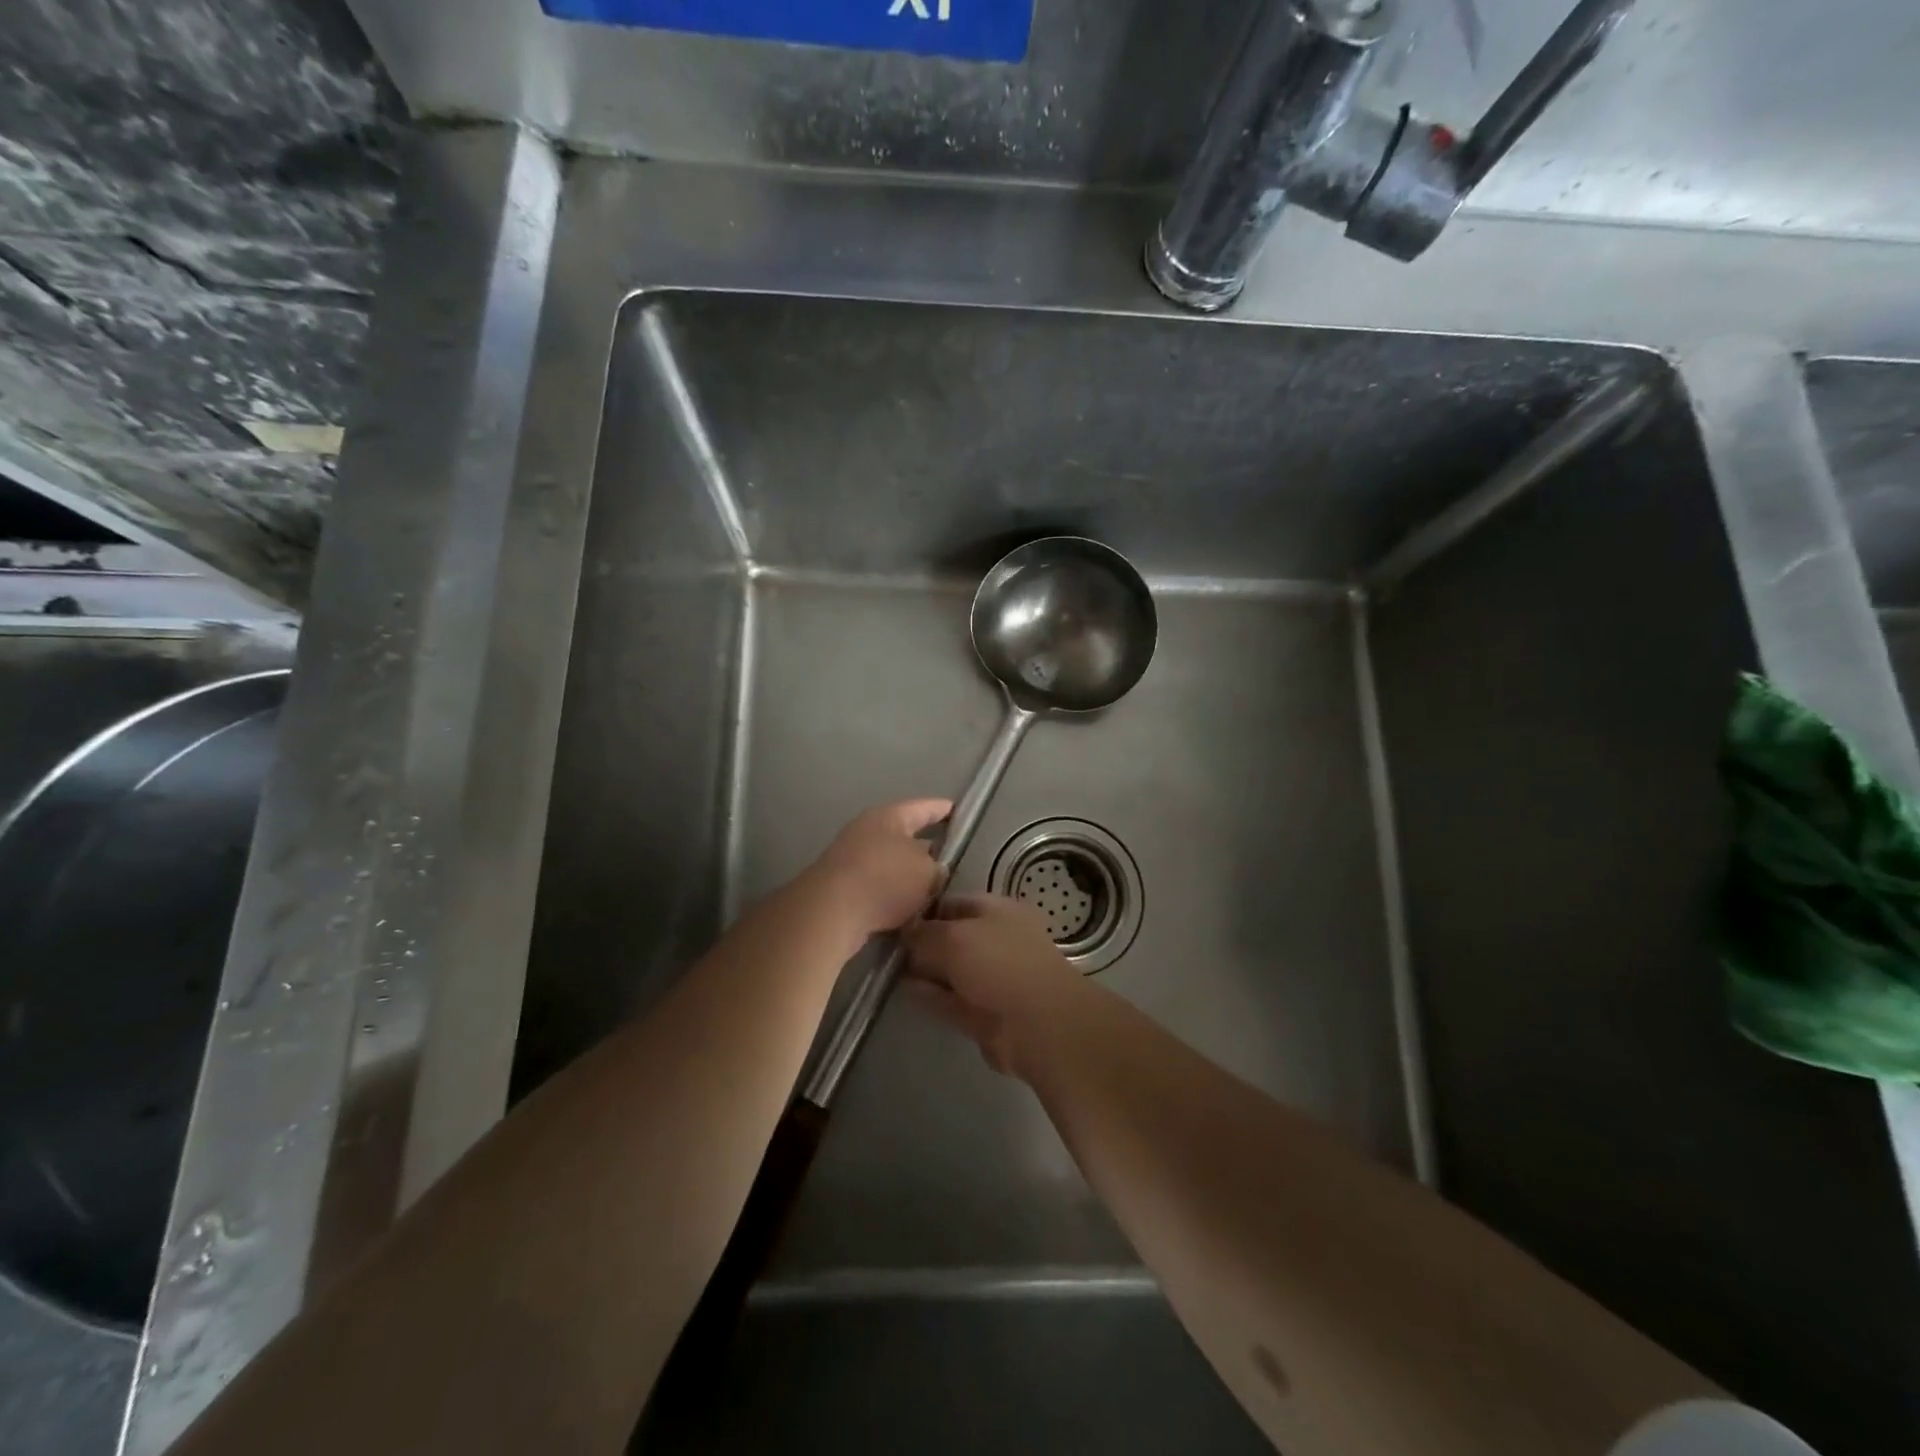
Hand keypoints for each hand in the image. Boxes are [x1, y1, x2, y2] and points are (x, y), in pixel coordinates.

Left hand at [806, 799, 951, 939]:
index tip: (958, 811)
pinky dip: (892, 895)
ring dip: (909, 875)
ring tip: (932, 889)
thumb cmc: (885, 879)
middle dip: (926, 847)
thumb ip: (937, 868)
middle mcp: (867, 831)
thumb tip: (934, 870)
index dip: (943, 809)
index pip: (923, 808)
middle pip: (904, 836)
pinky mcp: (842, 887)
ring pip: (890, 863)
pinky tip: (908, 911)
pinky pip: (877, 886)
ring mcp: (851, 858)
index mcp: (889, 817)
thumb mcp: (927, 872)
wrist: (831, 912)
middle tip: (950, 857)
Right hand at [904, 894, 1089, 1076]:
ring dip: (923, 970)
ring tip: (887, 967)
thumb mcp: (954, 937)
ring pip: (950, 970)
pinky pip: (950, 998)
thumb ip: (923, 933)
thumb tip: (904, 932)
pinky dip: (929, 994)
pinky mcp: (984, 1013)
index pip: (954, 902)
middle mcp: (996, 941)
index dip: (924, 909)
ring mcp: (991, 978)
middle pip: (951, 936)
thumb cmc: (1000, 964)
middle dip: (921, 941)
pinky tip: (903, 990)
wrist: (1038, 1025)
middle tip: (884, 944)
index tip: (892, 916)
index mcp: (998, 911)